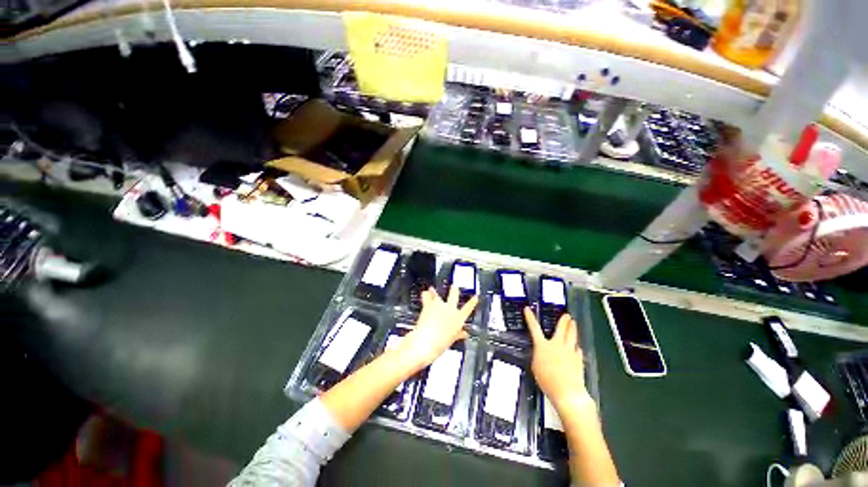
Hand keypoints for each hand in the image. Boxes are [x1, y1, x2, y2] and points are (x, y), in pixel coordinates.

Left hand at [395, 286, 477, 371]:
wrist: (426, 341)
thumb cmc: (440, 343)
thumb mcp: (452, 340)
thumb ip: (458, 335)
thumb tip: (463, 334)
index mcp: (458, 318)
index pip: (468, 308)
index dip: (473, 302)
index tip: (475, 297)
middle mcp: (450, 309)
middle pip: (454, 296)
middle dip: (454, 290)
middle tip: (454, 285)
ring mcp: (439, 305)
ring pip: (438, 294)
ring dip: (435, 292)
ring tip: (432, 288)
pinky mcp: (429, 305)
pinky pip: (427, 297)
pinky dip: (425, 295)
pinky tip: (424, 293)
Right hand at [524, 308, 592, 410]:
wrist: (567, 391)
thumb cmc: (547, 380)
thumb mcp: (535, 367)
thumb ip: (538, 356)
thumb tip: (541, 353)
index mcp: (543, 346)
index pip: (534, 328)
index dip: (530, 317)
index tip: (527, 309)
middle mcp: (557, 345)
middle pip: (561, 329)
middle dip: (563, 320)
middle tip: (566, 315)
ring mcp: (569, 351)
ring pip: (572, 336)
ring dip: (572, 328)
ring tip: (574, 323)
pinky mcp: (578, 359)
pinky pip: (577, 349)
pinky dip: (576, 346)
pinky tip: (577, 347)